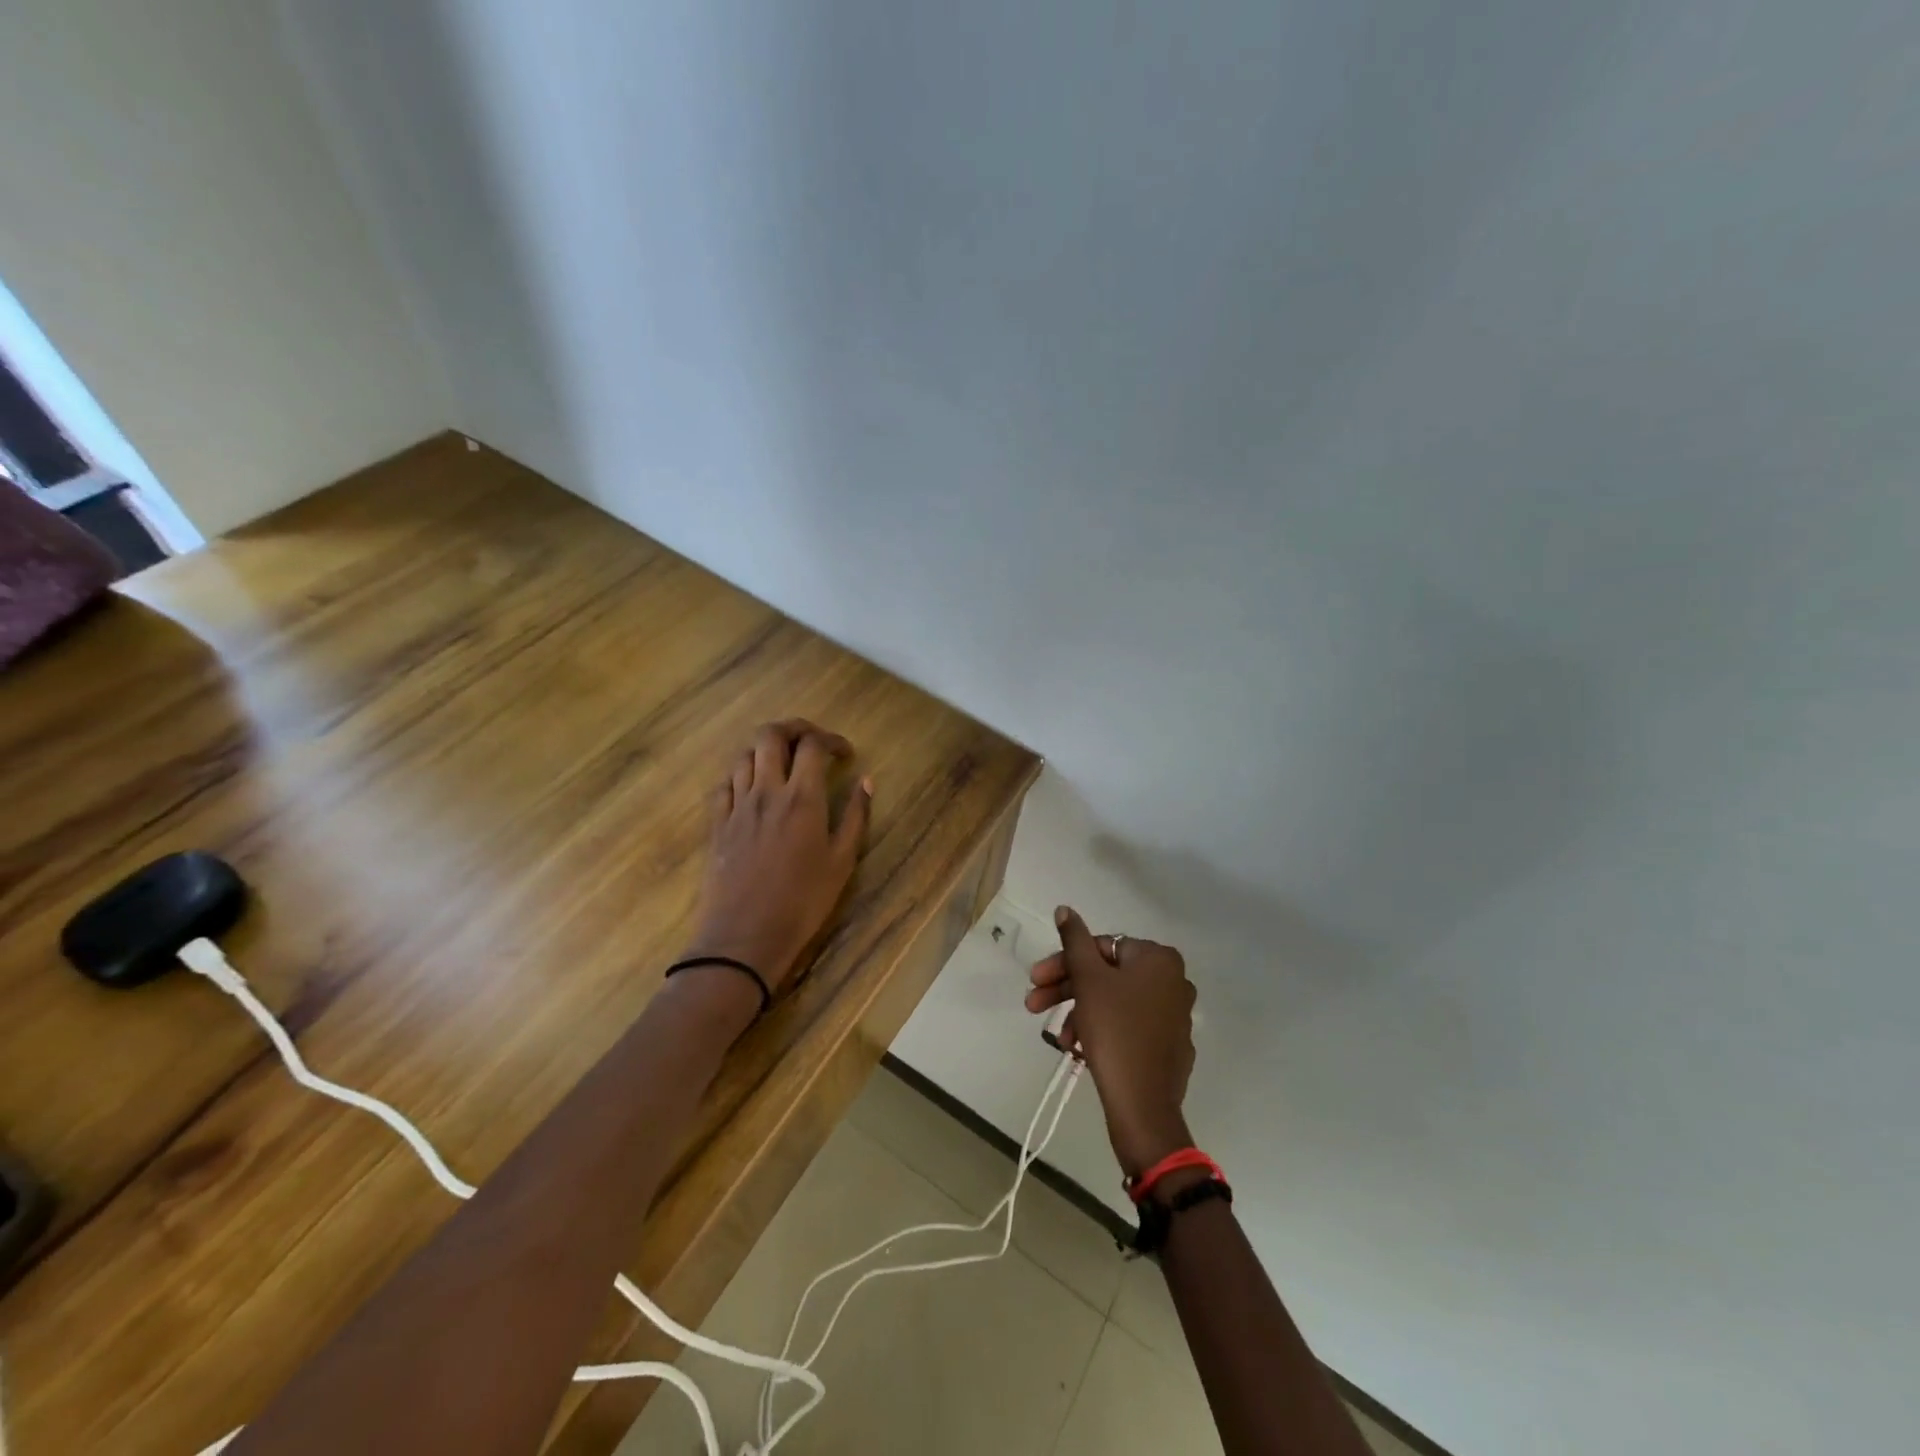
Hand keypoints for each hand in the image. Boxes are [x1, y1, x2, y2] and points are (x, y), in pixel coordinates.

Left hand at [684, 720, 871, 995]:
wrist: (744, 937)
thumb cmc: (802, 903)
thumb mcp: (842, 862)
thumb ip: (855, 817)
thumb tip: (866, 781)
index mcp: (802, 798)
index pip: (813, 745)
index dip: (832, 740)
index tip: (845, 754)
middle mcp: (766, 791)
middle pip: (771, 735)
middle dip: (794, 728)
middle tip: (812, 741)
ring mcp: (736, 805)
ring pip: (744, 754)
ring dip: (766, 748)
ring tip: (783, 762)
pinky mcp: (716, 823)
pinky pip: (724, 782)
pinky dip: (741, 772)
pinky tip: (752, 785)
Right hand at [1025, 907, 1196, 1176]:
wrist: (1144, 1105)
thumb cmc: (1115, 1031)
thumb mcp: (1088, 980)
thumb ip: (1074, 940)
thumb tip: (1065, 909)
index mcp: (1159, 959)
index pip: (1102, 947)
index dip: (1064, 962)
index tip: (1035, 980)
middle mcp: (1173, 980)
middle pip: (1107, 974)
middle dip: (1068, 989)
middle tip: (1033, 1004)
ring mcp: (1174, 1014)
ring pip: (1114, 1001)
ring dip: (1080, 1013)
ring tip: (1059, 1039)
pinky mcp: (1169, 1045)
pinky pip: (1128, 1025)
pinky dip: (1101, 1029)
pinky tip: (1078, 1048)